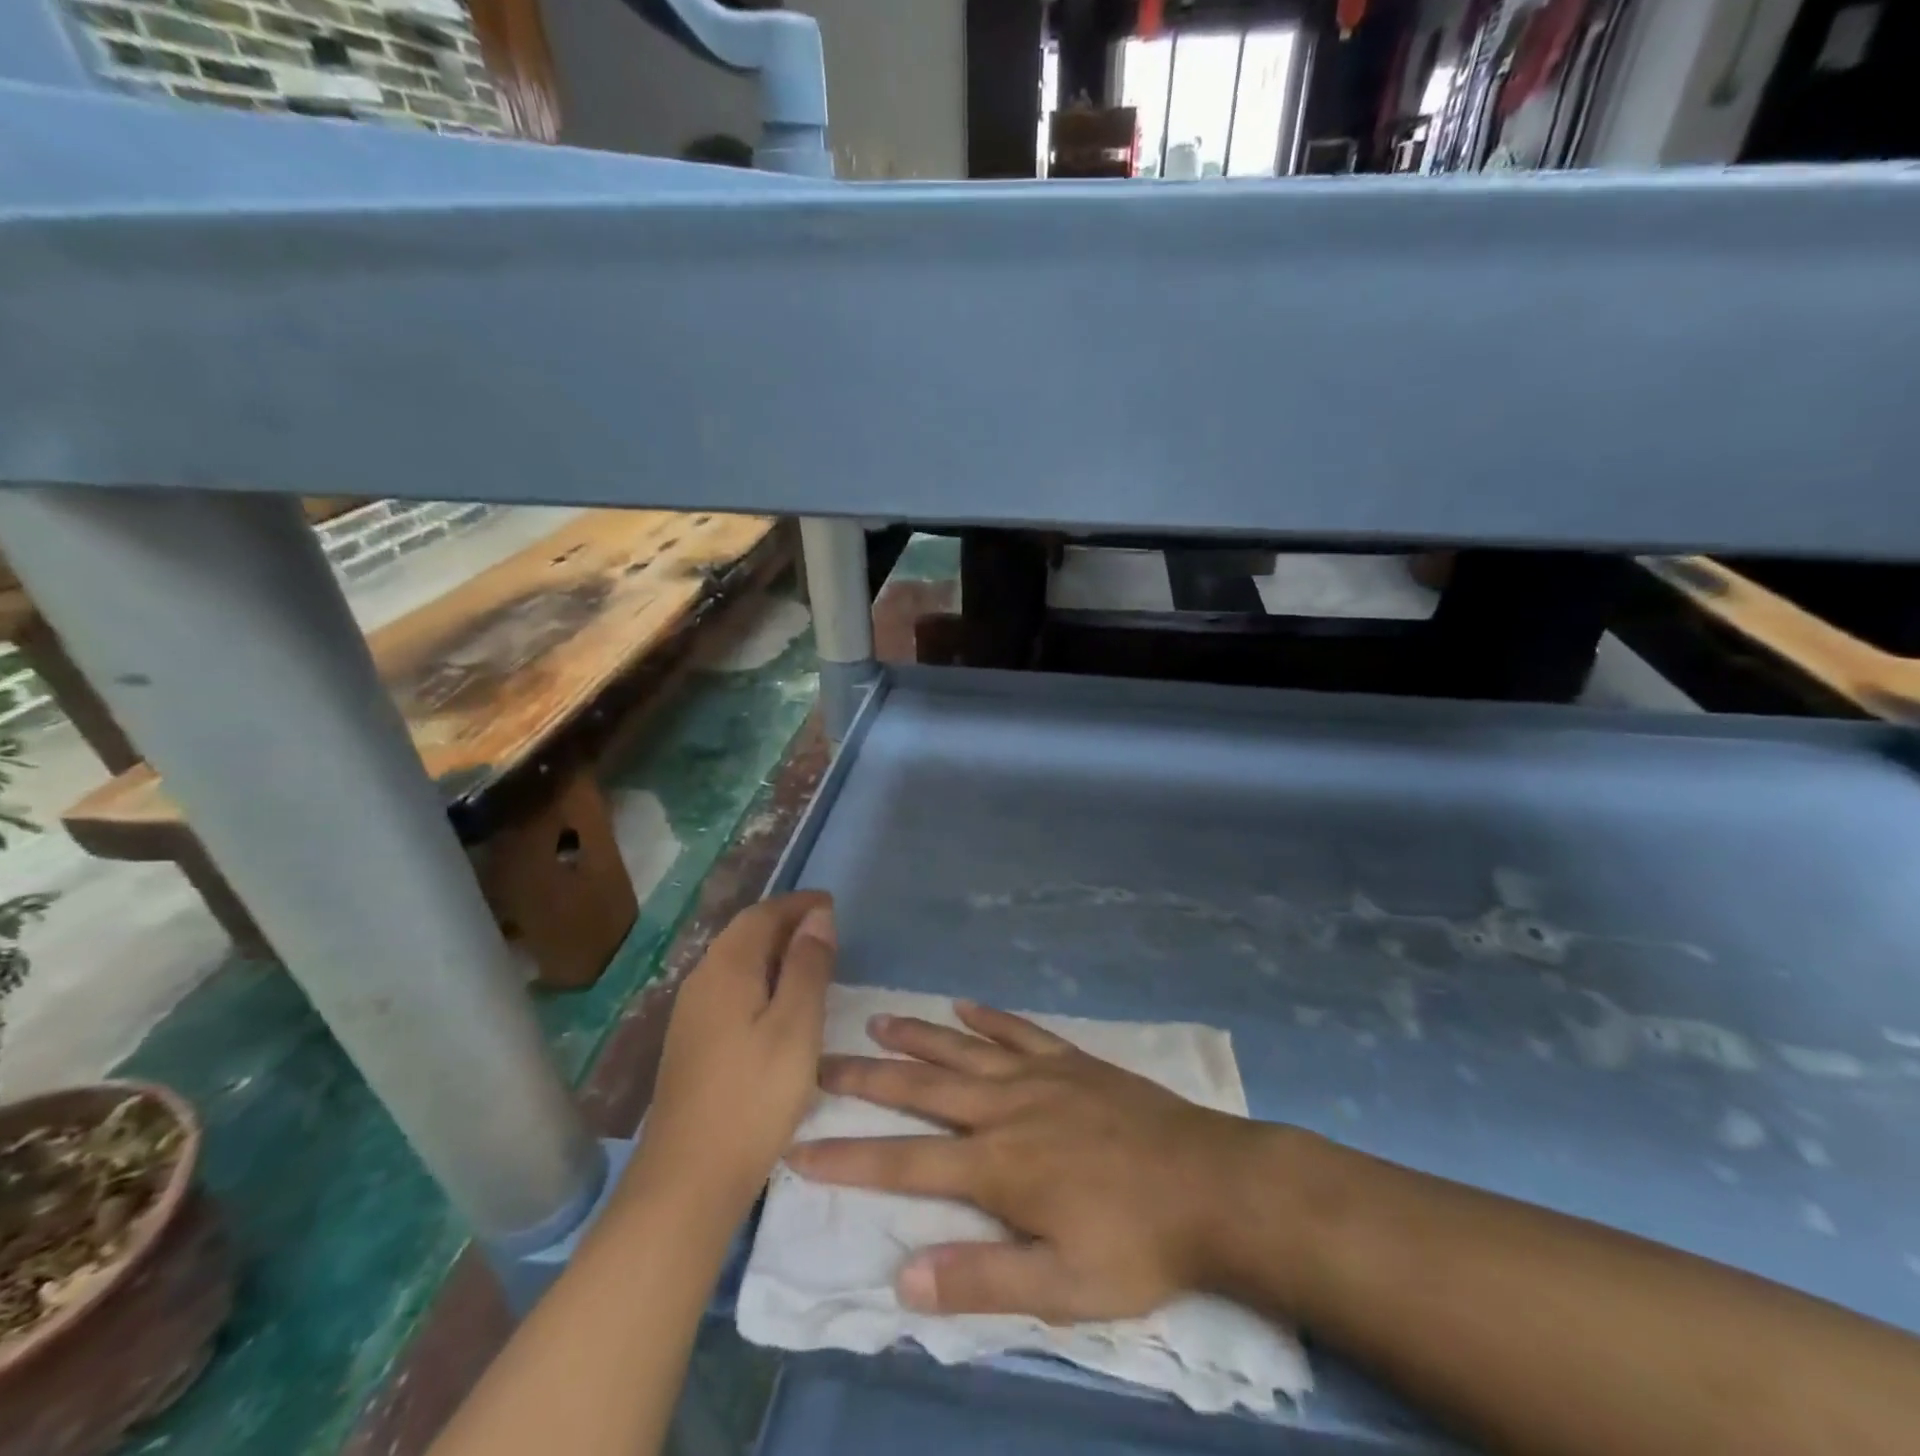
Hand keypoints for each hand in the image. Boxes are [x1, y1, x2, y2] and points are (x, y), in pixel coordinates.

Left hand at [633, 892, 836, 1214]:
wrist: (688, 1180)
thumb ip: (808, 966)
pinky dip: (759, 978)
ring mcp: (690, 1015)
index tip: (831, 903)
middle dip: (784, 923)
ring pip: (735, 962)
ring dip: (772, 951)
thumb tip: (817, 916)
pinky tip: (778, 1003)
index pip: (762, 915)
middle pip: (744, 934)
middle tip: (825, 928)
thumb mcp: (796, 1026)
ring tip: (809, 960)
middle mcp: (701, 981)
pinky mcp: (691, 1043)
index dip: (797, 904)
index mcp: (726, 969)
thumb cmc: (754, 1096)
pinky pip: (729, 989)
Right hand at [787, 1001, 1270, 1323]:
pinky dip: (987, 1017)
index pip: (905, 1160)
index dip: (850, 1155)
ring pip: (963, 1049)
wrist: (1210, 1183)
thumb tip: (903, 1276)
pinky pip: (1019, 1031)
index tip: (801, 1145)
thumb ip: (981, 1279)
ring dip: (918, 1034)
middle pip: (923, 1087)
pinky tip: (964, 1005)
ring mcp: (1040, 1076)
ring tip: (878, 1018)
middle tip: (823, 1060)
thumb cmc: (1135, 1242)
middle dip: (868, 1076)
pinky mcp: (1071, 1060)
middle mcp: (1006, 1108)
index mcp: (997, 1165)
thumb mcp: (1062, 1287)